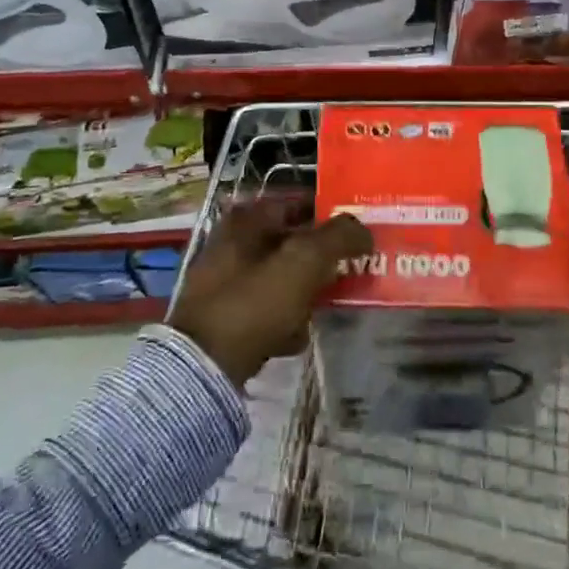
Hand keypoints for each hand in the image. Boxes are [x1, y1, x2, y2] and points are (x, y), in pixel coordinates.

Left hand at [171, 194, 372, 387]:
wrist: (203, 367)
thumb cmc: (255, 301)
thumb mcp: (305, 260)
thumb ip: (339, 237)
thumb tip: (364, 230)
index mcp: (247, 219)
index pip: (298, 201)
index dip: (330, 213)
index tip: (357, 231)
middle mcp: (231, 242)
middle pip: (290, 240)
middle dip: (320, 255)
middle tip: (350, 267)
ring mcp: (224, 281)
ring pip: (280, 275)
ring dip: (305, 289)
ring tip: (330, 303)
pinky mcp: (222, 317)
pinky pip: (265, 308)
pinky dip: (284, 318)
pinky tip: (299, 336)